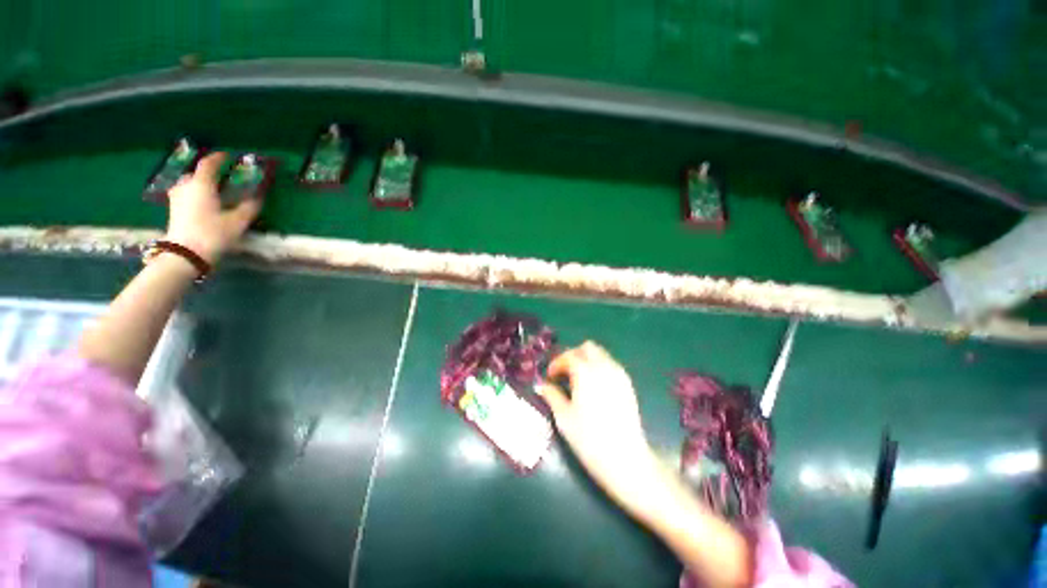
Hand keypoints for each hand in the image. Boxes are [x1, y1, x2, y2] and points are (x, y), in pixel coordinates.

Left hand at [165, 152, 260, 263]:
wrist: (186, 254)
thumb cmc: (213, 233)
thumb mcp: (237, 221)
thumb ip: (249, 207)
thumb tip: (258, 196)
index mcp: (202, 185)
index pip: (209, 164)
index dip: (218, 158)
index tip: (228, 156)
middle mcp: (186, 187)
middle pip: (196, 174)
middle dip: (209, 173)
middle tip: (222, 177)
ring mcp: (177, 198)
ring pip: (189, 184)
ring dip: (200, 184)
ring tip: (213, 190)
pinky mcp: (174, 210)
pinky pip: (185, 195)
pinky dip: (195, 194)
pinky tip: (203, 203)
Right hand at [539, 342, 659, 510]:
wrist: (626, 460)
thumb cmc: (589, 439)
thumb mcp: (564, 417)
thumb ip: (552, 395)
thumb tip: (542, 386)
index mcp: (586, 372)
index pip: (569, 356)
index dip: (556, 363)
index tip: (549, 376)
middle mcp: (604, 367)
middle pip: (587, 348)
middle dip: (573, 355)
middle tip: (563, 373)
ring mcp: (619, 375)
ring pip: (601, 354)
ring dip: (586, 360)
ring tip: (577, 380)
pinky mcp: (628, 385)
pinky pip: (611, 365)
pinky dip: (599, 368)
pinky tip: (593, 388)